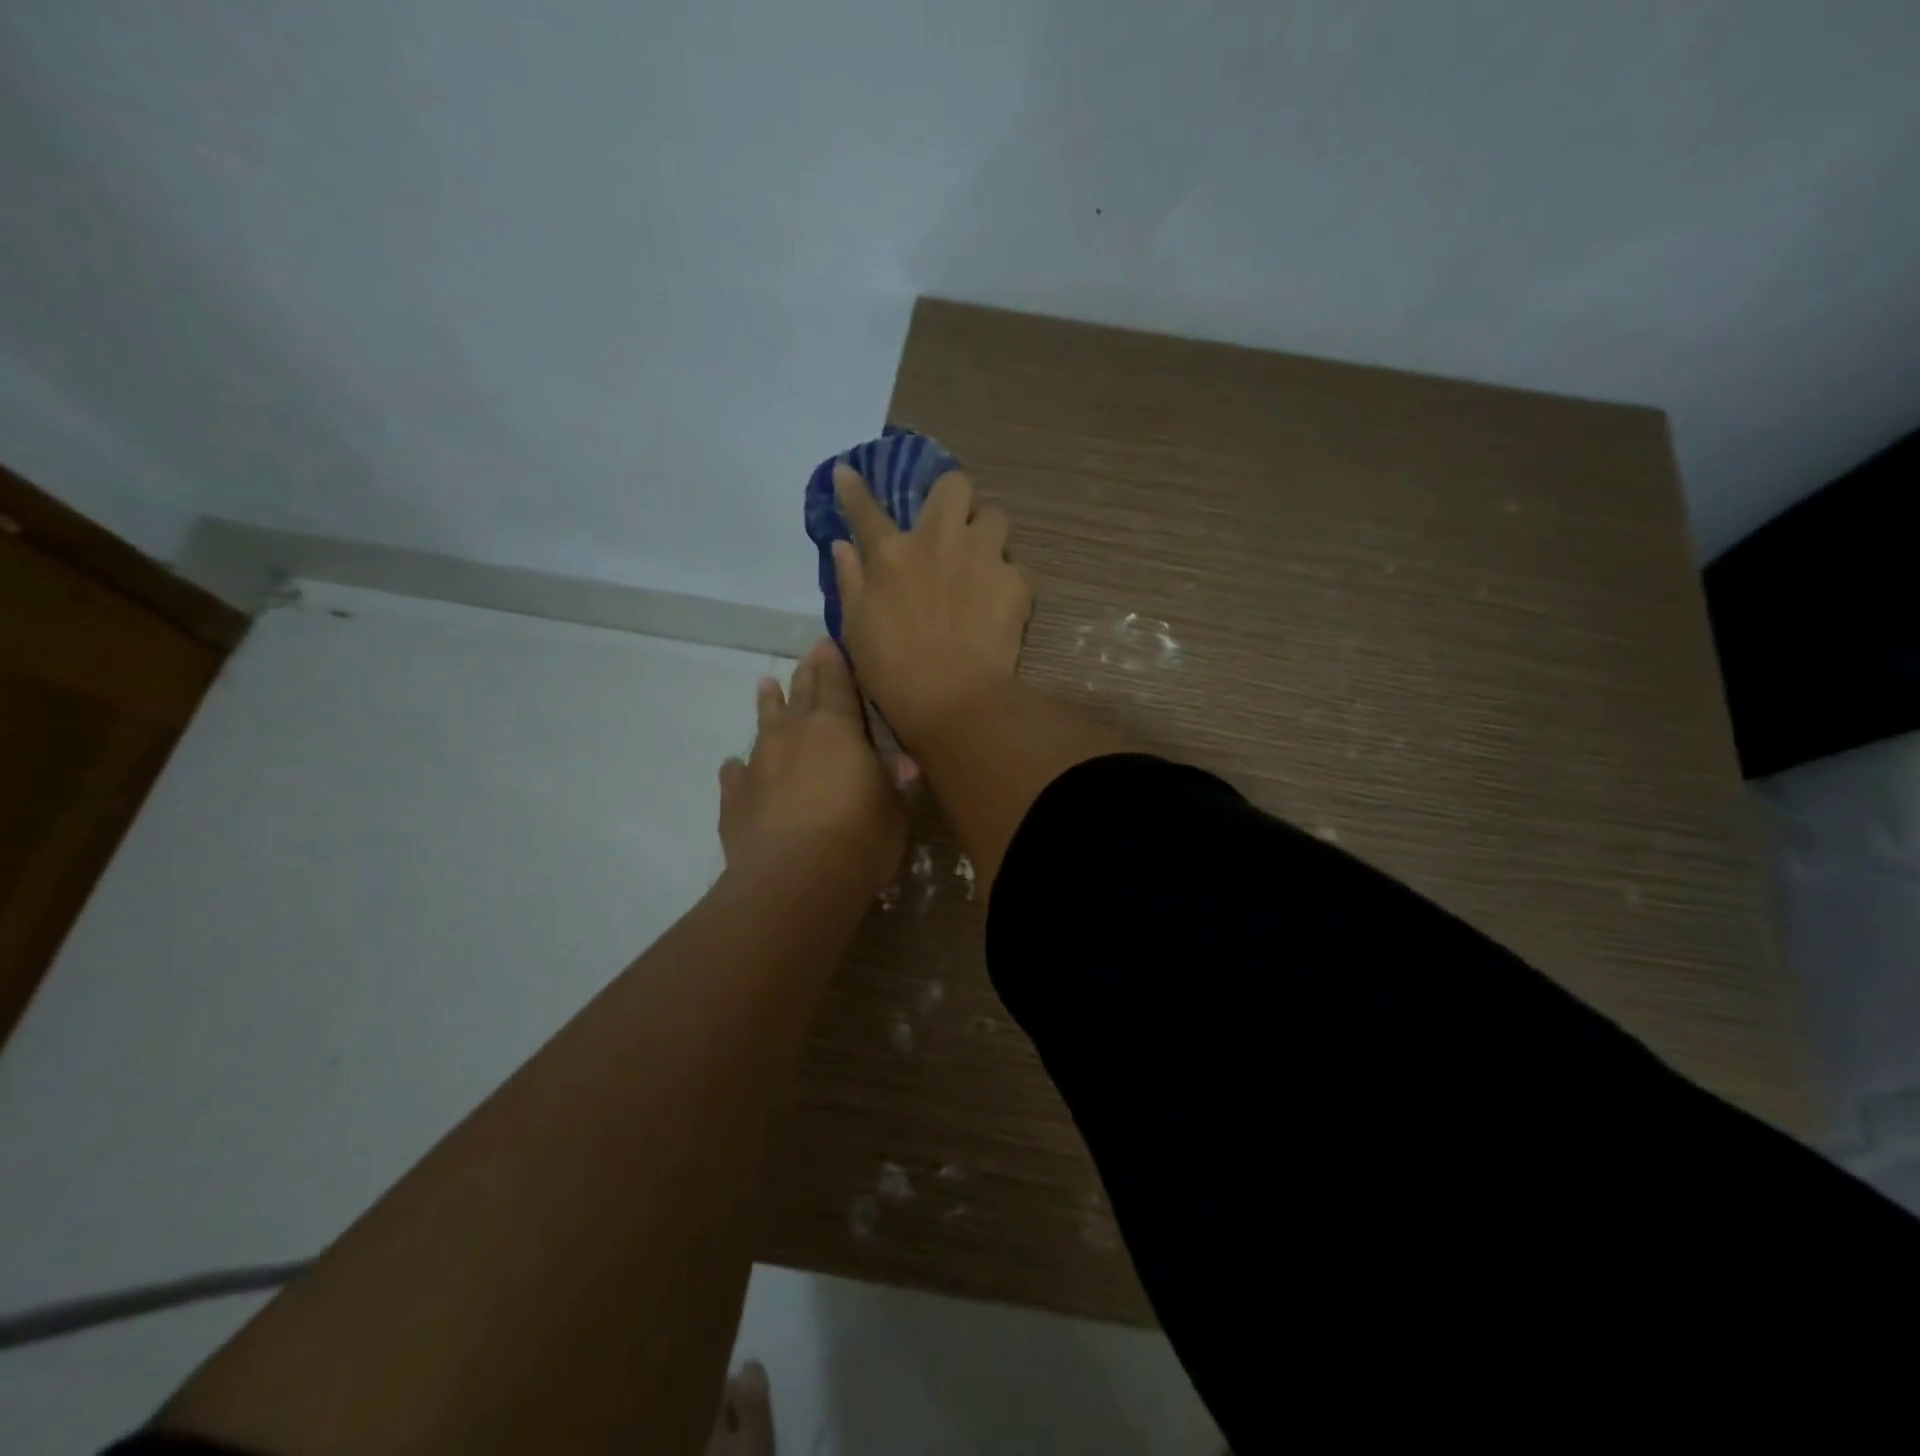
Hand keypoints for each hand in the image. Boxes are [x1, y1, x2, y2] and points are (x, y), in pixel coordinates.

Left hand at [718, 638, 905, 895]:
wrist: (794, 880)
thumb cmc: (859, 837)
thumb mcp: (893, 808)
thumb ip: (890, 782)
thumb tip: (896, 765)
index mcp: (836, 728)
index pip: (837, 684)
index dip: (835, 663)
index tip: (828, 643)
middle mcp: (793, 735)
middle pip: (800, 695)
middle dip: (807, 674)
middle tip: (808, 655)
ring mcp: (759, 764)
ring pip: (763, 724)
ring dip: (768, 705)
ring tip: (766, 687)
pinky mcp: (735, 799)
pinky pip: (735, 776)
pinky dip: (738, 768)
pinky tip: (733, 766)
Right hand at [830, 463, 1033, 746]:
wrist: (952, 698)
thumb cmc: (892, 669)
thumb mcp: (855, 627)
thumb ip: (850, 580)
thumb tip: (843, 545)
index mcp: (891, 554)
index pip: (866, 510)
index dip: (853, 488)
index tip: (847, 472)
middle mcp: (939, 541)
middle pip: (954, 485)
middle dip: (953, 498)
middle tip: (950, 527)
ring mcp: (982, 557)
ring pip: (995, 517)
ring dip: (987, 533)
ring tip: (982, 561)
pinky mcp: (1016, 582)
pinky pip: (1016, 567)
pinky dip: (1007, 581)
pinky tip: (999, 603)